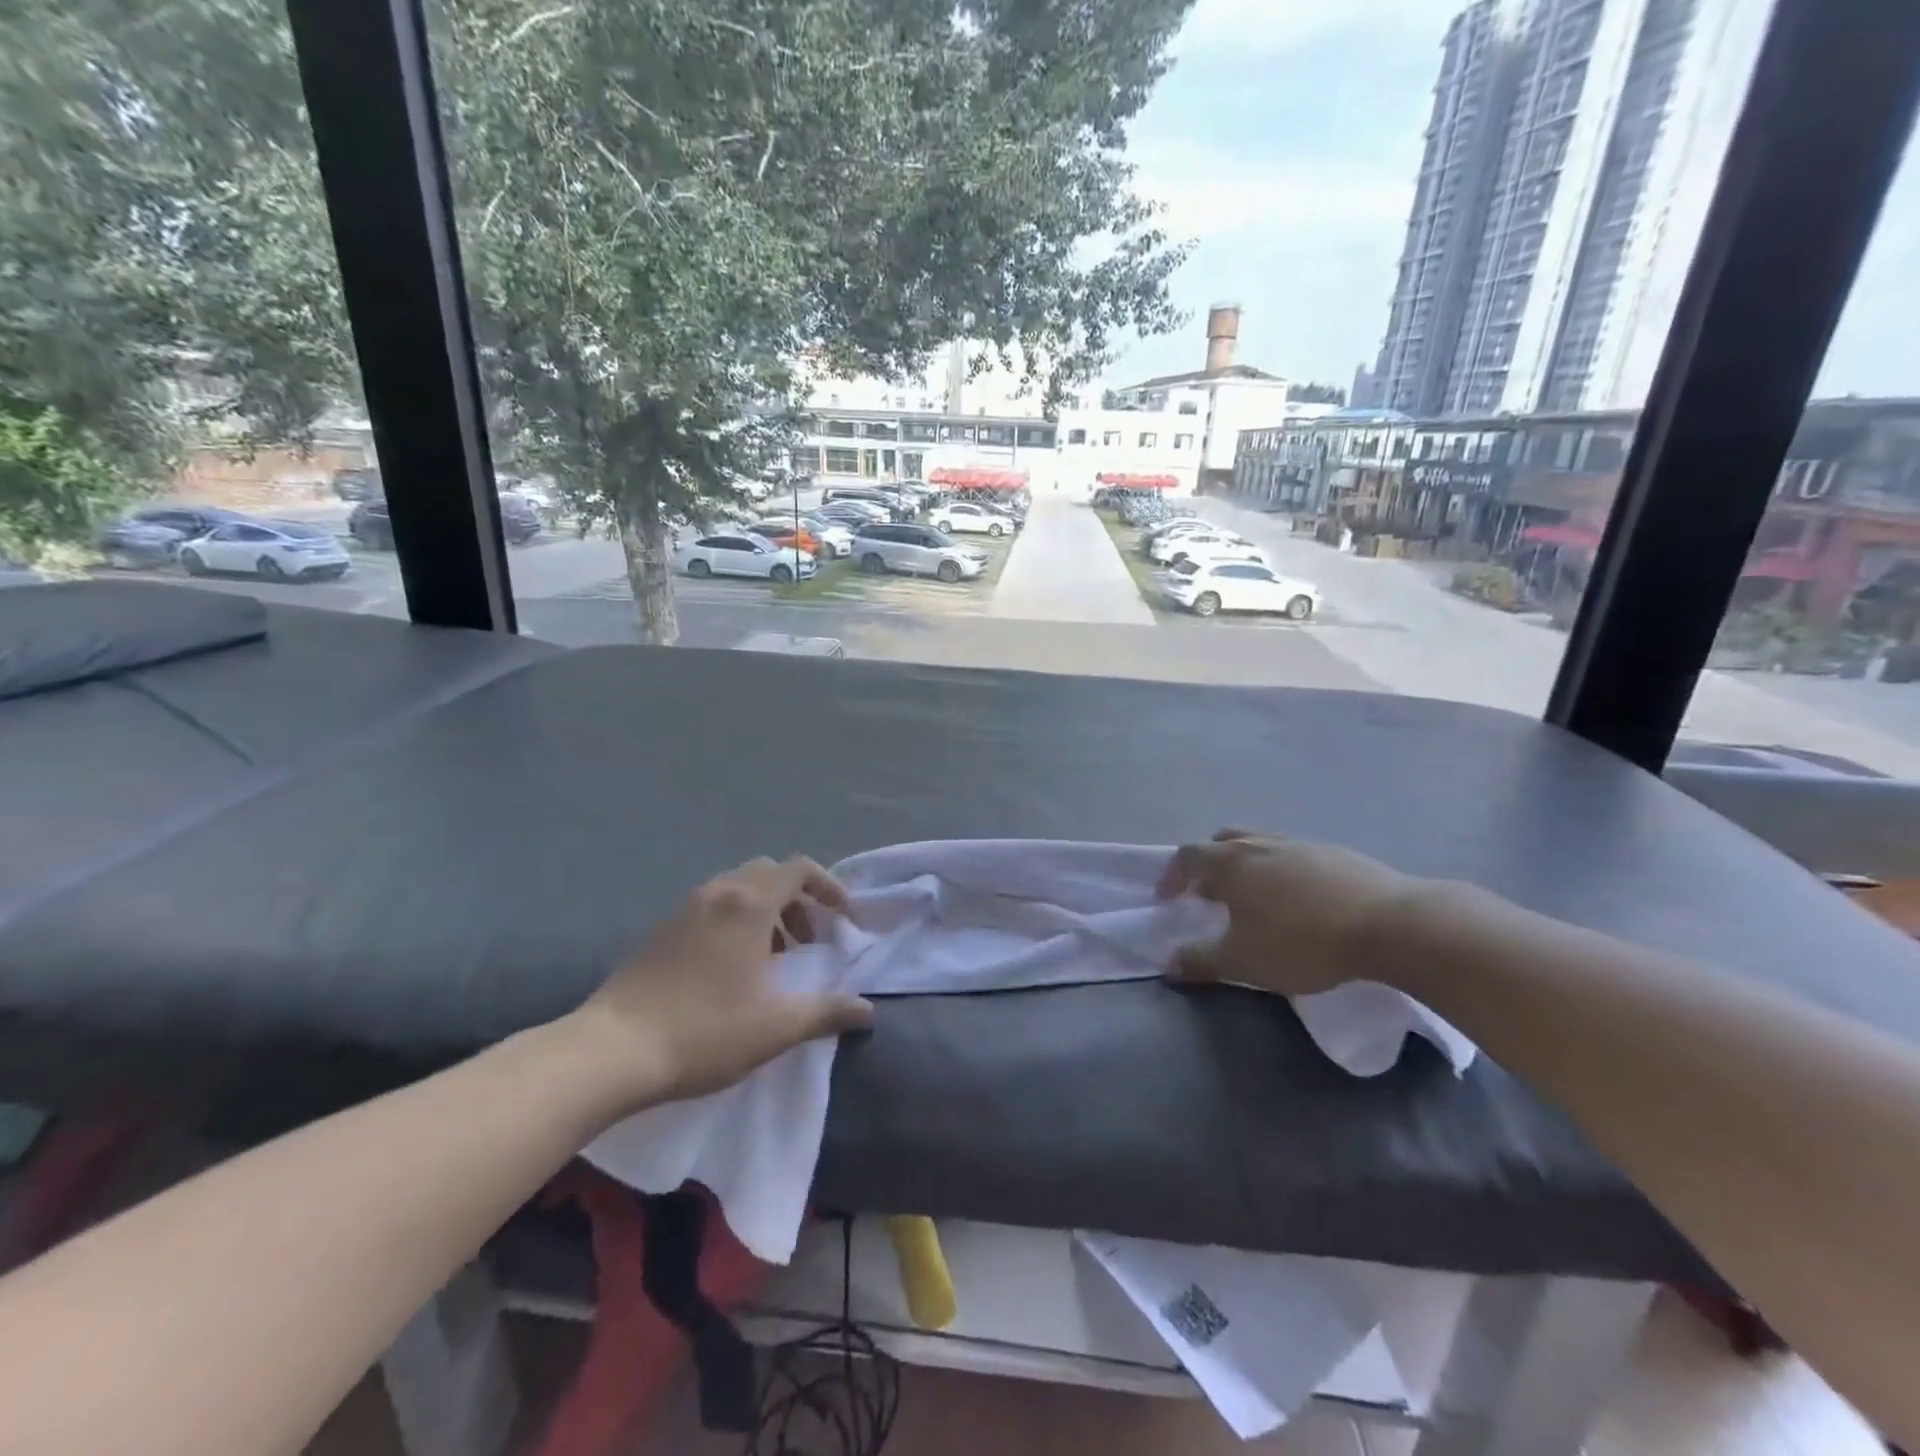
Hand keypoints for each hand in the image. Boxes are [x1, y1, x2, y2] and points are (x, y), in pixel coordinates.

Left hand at [575, 856, 875, 1107]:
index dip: (829, 887)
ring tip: (774, 957)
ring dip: (766, 911)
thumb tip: (867, 1011)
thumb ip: (826, 1012)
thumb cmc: (703, 1032)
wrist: (610, 1051)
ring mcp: (684, 909)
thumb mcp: (775, 1027)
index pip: (799, 868)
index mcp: (749, 904)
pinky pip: (711, 906)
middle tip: (808, 940)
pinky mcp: (660, 930)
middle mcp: (718, 893)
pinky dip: (735, 921)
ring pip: (738, 889)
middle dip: (797, 899)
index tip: (844, 919)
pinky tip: (731, 969)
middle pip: (769, 873)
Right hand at [1156, 830, 1419, 996]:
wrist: (1389, 925)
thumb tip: (1167, 962)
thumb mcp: (1244, 962)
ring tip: (1254, 899)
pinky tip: (1300, 901)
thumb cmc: (1302, 941)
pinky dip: (1283, 872)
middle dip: (1208, 864)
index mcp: (1231, 863)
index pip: (1188, 857)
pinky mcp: (1336, 853)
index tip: (1168, 899)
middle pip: (1222, 841)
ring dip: (1247, 866)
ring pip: (1260, 845)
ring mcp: (1300, 844)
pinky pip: (1294, 855)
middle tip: (1209, 893)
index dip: (1172, 876)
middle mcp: (1260, 844)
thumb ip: (1200, 961)